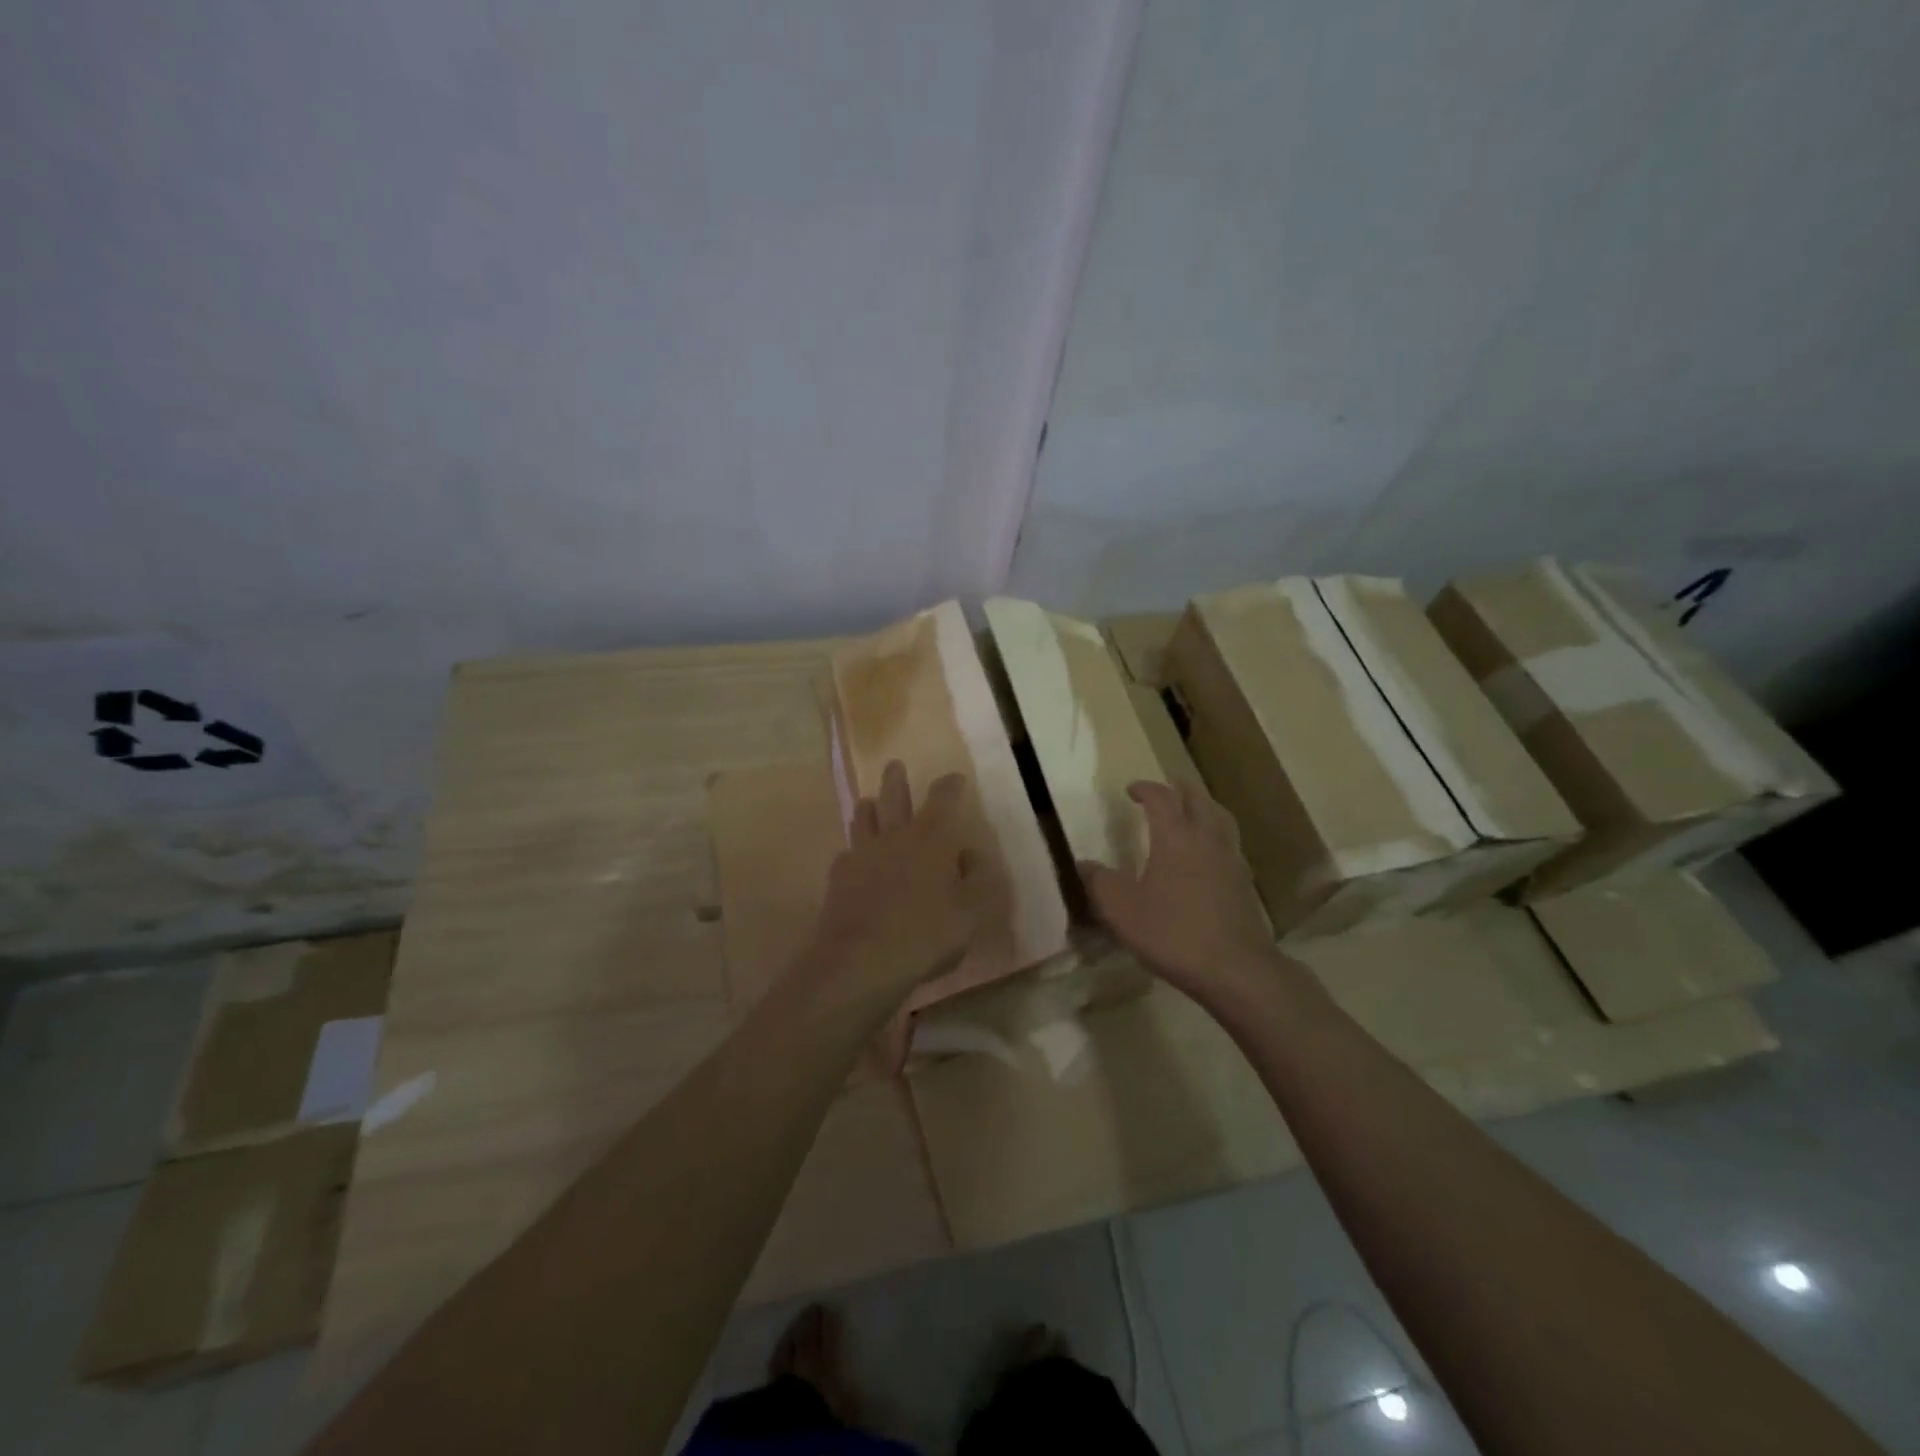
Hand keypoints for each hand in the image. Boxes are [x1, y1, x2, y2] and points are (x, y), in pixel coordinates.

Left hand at [805, 761, 980, 1002]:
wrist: (862, 960)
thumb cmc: (926, 934)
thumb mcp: (971, 913)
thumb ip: (977, 880)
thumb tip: (971, 855)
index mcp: (931, 839)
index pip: (943, 798)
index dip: (950, 785)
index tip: (954, 778)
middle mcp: (895, 836)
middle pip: (893, 797)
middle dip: (896, 779)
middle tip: (894, 764)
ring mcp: (862, 854)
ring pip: (863, 819)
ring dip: (868, 807)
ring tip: (868, 802)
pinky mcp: (839, 877)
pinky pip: (846, 854)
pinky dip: (853, 852)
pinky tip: (853, 859)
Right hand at [1078, 779, 1279, 1005]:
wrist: (1235, 969)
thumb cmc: (1173, 933)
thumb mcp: (1121, 910)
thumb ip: (1099, 882)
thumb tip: (1081, 864)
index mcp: (1175, 836)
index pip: (1161, 797)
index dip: (1145, 788)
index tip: (1130, 790)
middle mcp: (1206, 838)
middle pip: (1198, 798)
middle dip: (1179, 788)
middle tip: (1164, 789)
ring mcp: (1231, 859)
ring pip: (1220, 817)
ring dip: (1203, 806)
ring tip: (1190, 812)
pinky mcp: (1244, 882)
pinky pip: (1229, 842)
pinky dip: (1216, 834)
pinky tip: (1207, 854)